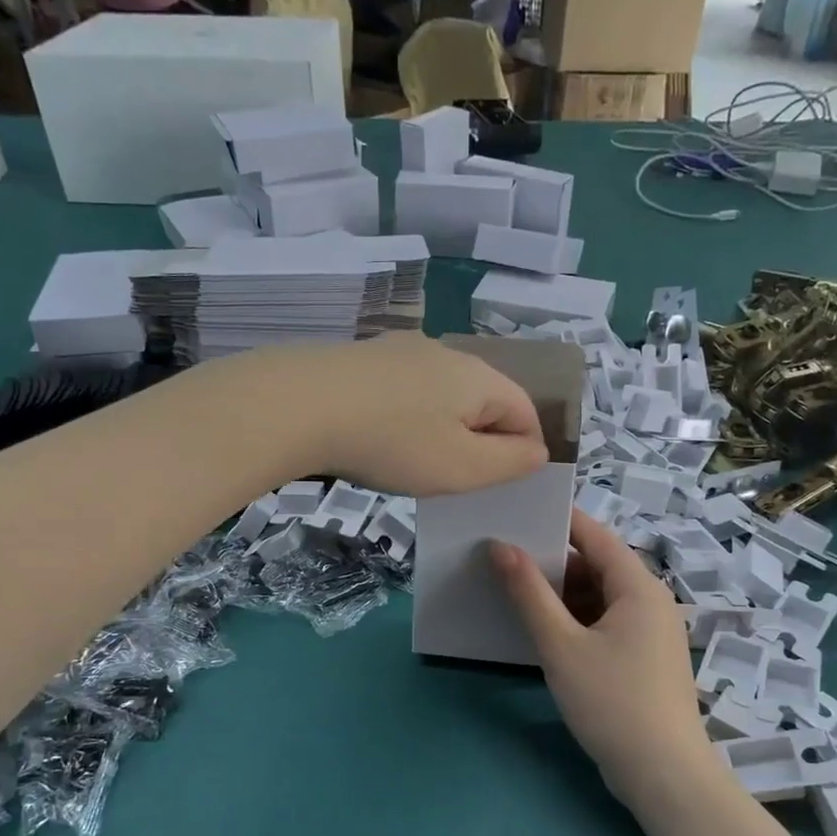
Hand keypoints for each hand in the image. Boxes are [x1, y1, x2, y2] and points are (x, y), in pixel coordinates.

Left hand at [283, 336, 547, 496]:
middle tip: (457, 478)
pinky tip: (380, 437)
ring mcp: (402, 350)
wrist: (299, 404)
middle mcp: (447, 353)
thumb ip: (511, 462)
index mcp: (480, 377)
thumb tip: (537, 450)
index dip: (525, 451)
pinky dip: (406, 416)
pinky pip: (405, 390)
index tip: (501, 485)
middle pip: (484, 399)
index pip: (526, 411)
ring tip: (416, 461)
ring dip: (442, 428)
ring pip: (443, 394)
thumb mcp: (463, 467)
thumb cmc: (392, 443)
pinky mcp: (365, 357)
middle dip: (481, 440)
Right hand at [491, 511, 715, 805]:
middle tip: (505, 556)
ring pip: (600, 598)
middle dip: (553, 562)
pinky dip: (576, 621)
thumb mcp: (561, 646)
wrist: (665, 776)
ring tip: (515, 590)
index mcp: (639, 587)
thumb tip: (501, 547)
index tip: (517, 513)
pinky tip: (544, 630)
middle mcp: (651, 602)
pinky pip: (606, 624)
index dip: (558, 521)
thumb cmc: (612, 702)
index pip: (596, 536)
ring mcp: (651, 633)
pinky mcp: (645, 660)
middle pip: (598, 567)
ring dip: (562, 595)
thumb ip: (529, 594)